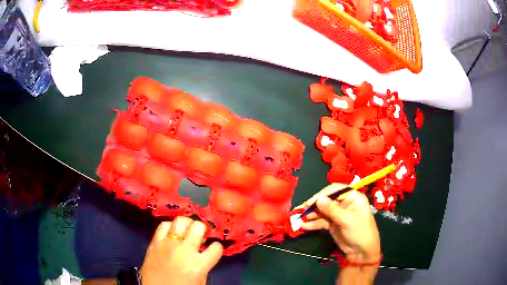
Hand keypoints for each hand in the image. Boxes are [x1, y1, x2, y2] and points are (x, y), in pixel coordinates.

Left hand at [140, 217, 223, 284]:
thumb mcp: (200, 281)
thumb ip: (204, 266)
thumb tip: (204, 252)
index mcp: (199, 265)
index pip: (216, 247)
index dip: (216, 247)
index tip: (212, 249)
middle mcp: (184, 251)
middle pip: (198, 227)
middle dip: (201, 230)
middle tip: (198, 236)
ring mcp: (168, 245)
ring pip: (180, 221)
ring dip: (186, 225)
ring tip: (185, 231)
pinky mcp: (154, 242)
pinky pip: (163, 225)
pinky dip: (169, 227)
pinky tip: (171, 233)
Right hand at [297, 184, 380, 262]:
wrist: (362, 252)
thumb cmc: (360, 232)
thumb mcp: (347, 220)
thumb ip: (332, 210)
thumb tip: (318, 198)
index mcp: (353, 197)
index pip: (335, 190)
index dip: (322, 194)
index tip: (310, 202)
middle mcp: (345, 203)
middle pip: (326, 200)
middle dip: (313, 206)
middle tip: (300, 210)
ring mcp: (338, 214)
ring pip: (322, 211)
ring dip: (311, 215)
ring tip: (298, 219)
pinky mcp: (333, 224)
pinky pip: (321, 221)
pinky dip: (313, 223)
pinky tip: (303, 226)